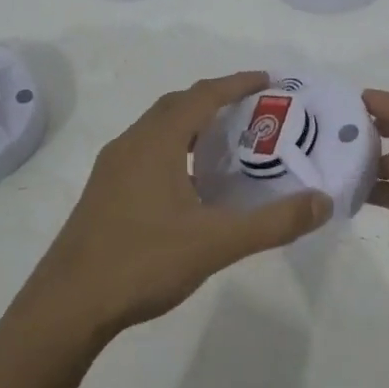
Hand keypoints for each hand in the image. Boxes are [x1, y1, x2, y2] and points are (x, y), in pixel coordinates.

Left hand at [24, 71, 331, 342]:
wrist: (66, 306)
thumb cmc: (142, 262)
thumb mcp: (216, 243)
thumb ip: (273, 222)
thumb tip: (322, 202)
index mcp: (155, 143)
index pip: (202, 96)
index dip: (236, 84)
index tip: (268, 81)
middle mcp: (130, 144)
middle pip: (177, 105)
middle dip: (215, 99)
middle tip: (253, 111)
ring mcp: (111, 169)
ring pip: (158, 129)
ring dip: (192, 124)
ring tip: (227, 144)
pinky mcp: (103, 192)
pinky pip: (146, 152)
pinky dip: (175, 149)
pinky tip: (190, 184)